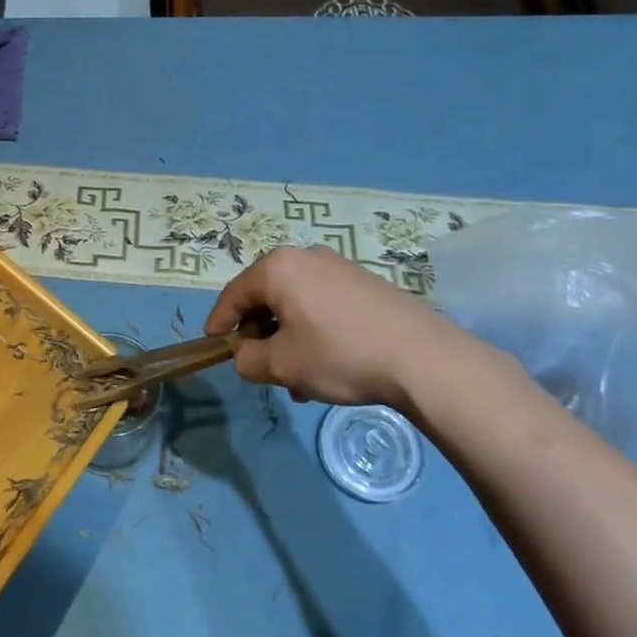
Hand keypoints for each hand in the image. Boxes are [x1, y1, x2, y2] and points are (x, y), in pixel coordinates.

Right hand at [204, 248, 468, 412]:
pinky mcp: (364, 283)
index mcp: (278, 268)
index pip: (234, 293)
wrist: (422, 357)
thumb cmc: (339, 355)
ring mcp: (338, 267)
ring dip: (288, 337)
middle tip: (260, 365)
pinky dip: (313, 330)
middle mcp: (305, 258)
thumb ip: (248, 360)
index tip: (213, 344)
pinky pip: (322, 304)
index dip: (219, 321)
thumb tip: (244, 356)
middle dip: (259, 333)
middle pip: (266, 296)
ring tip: (298, 379)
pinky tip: (326, 365)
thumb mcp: (283, 365)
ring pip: (296, 303)